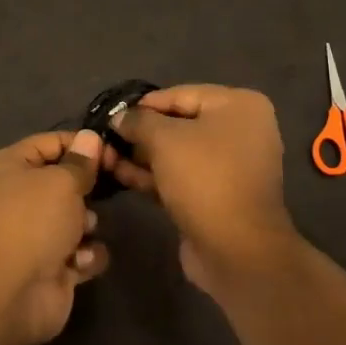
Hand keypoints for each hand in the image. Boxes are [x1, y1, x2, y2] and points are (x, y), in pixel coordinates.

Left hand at [0, 129, 110, 344]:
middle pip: (67, 181)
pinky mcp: (53, 266)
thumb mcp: (62, 181)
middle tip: (111, 188)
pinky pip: (82, 252)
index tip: (114, 152)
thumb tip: (89, 139)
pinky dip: (86, 256)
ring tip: (83, 231)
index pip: (52, 142)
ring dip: (88, 223)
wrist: (9, 292)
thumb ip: (81, 162)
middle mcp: (22, 196)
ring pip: (78, 218)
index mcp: (13, 166)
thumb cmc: (32, 221)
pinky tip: (79, 262)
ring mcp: (37, 233)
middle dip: (89, 188)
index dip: (84, 144)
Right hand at [111, 85, 303, 297]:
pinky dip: (154, 175)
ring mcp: (230, 166)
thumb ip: (138, 121)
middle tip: (105, 138)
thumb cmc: (205, 178)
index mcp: (239, 106)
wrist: (237, 250)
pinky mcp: (217, 196)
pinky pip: (181, 177)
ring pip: (177, 153)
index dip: (143, 105)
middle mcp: (240, 131)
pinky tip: (121, 176)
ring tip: (105, 158)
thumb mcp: (165, 139)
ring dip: (142, 156)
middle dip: (140, 133)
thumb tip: (119, 117)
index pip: (180, 94)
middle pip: (179, 124)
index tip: (111, 115)